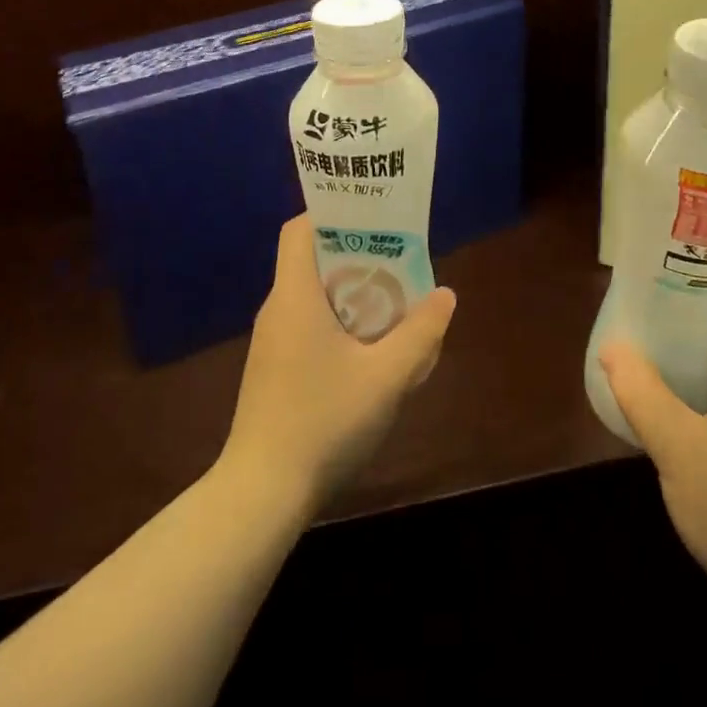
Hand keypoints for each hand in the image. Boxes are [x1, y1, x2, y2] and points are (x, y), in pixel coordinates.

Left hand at [221, 215, 455, 517]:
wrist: (261, 494)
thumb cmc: (323, 422)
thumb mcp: (385, 377)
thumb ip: (420, 333)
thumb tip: (445, 295)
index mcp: (295, 296)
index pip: (300, 229)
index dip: (332, 212)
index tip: (373, 216)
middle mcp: (277, 309)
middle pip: (313, 260)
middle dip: (358, 255)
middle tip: (400, 261)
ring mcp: (272, 342)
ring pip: (313, 297)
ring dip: (352, 293)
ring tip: (395, 302)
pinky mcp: (274, 370)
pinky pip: (308, 326)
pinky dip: (339, 322)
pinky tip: (370, 351)